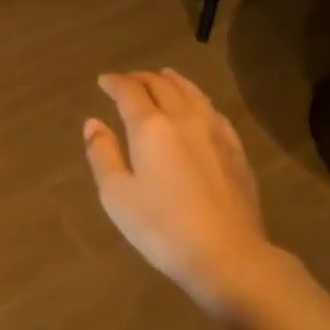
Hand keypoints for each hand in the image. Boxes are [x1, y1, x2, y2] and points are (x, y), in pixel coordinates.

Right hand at [83, 69, 274, 315]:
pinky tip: (198, 107)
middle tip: (128, 80)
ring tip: (164, 77)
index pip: (130, 92)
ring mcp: (215, 132)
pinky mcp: (235, 150)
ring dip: (173, 81)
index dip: (115, 83)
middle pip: (162, 86)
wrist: (226, 253)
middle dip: (142, 79)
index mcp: (151, 127)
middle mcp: (184, 119)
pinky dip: (197, 100)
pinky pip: (213, 111)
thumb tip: (93, 123)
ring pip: (192, 93)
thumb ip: (102, 154)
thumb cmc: (161, 227)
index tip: (104, 81)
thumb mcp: (117, 195)